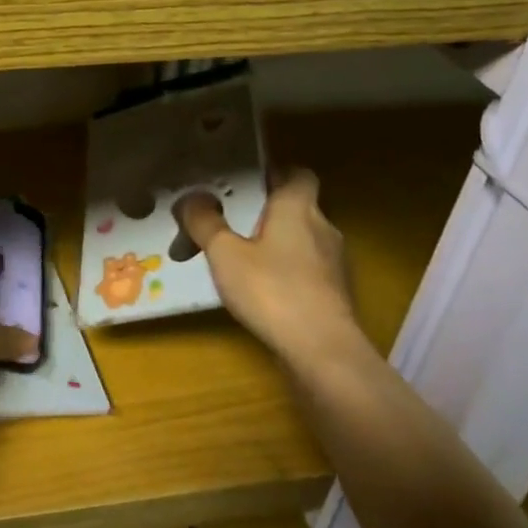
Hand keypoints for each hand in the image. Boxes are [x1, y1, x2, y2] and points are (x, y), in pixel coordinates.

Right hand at [174, 170, 360, 361]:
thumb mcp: (224, 253)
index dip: (276, 173)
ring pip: (301, 241)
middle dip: (265, 212)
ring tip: (237, 259)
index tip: (247, 182)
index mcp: (298, 208)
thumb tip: (191, 199)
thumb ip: (205, 222)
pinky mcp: (336, 295)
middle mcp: (323, 228)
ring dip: (274, 245)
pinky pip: (306, 270)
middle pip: (296, 208)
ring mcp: (335, 264)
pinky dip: (285, 273)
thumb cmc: (272, 290)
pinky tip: (259, 290)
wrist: (323, 354)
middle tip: (229, 221)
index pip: (299, 174)